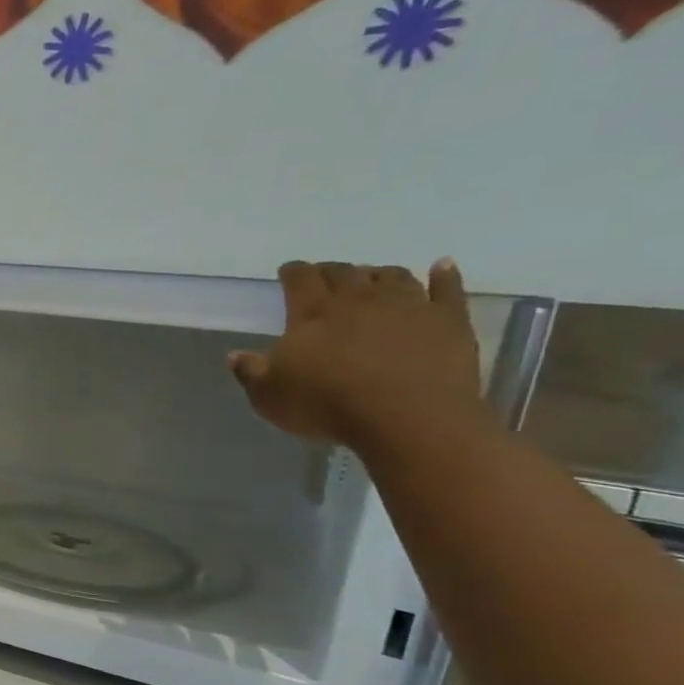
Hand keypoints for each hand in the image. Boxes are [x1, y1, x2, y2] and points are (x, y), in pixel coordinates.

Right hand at [228, 260, 490, 448]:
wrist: (409, 418)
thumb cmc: (327, 406)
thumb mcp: (269, 396)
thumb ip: (250, 372)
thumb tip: (235, 354)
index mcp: (312, 314)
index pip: (300, 279)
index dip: (293, 272)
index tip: (288, 272)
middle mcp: (359, 300)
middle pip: (344, 273)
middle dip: (331, 271)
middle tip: (324, 276)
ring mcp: (408, 306)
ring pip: (392, 276)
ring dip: (378, 273)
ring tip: (371, 277)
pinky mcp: (448, 320)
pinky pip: (448, 288)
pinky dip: (444, 274)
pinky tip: (442, 266)